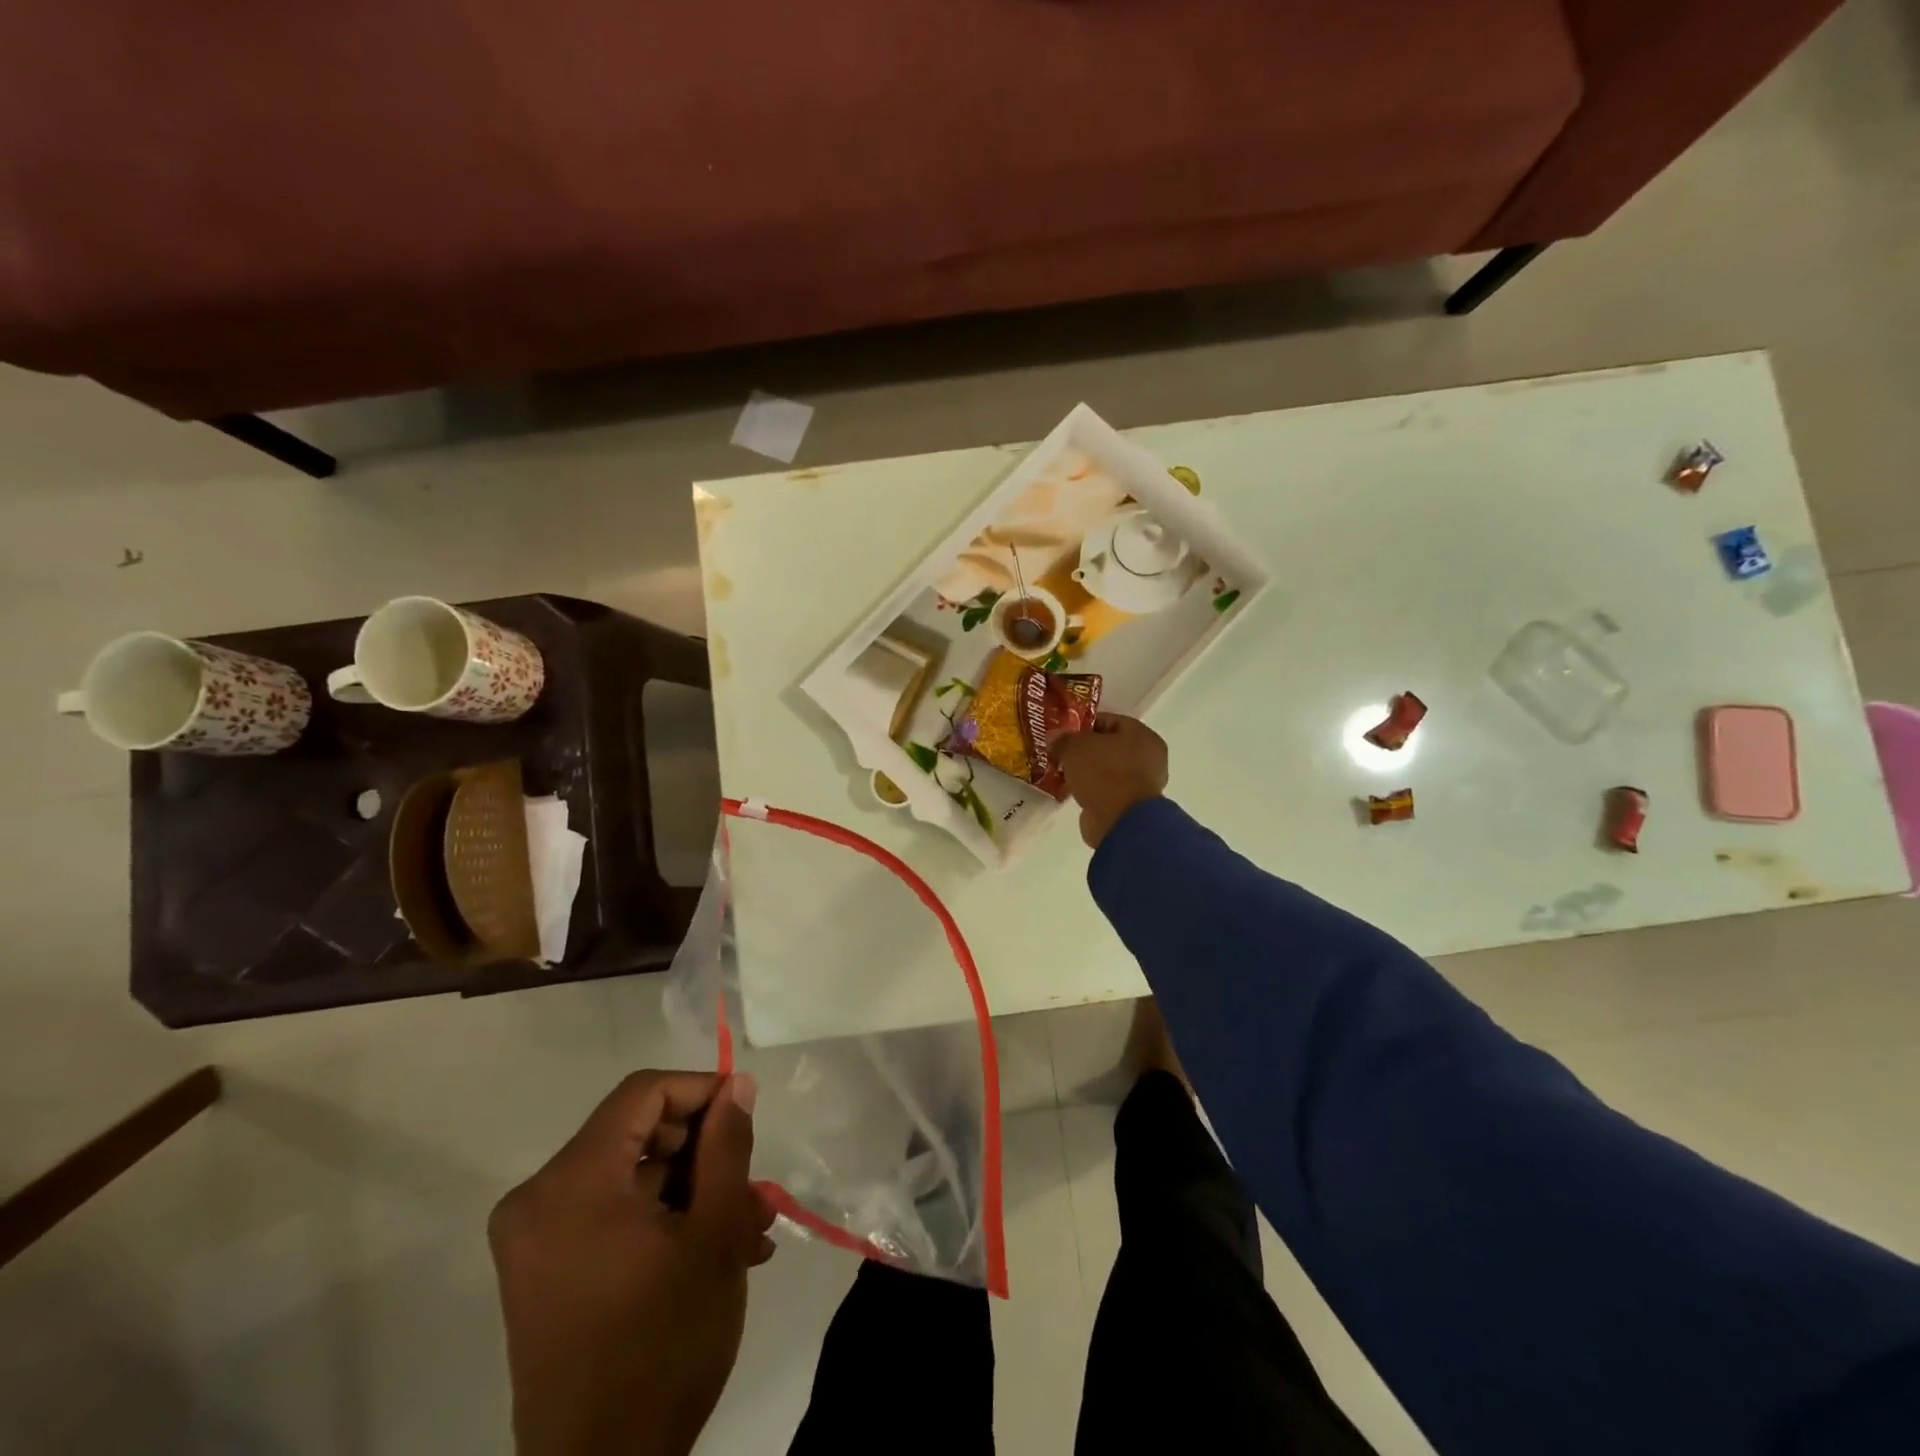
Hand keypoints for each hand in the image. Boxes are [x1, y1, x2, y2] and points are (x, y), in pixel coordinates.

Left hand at [489, 1071, 773, 1455]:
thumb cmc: (663, 1344)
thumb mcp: (714, 1234)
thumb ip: (727, 1146)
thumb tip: (737, 1084)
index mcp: (570, 1182)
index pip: (643, 1093)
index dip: (701, 1091)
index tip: (746, 1114)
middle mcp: (538, 1199)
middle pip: (636, 1133)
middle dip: (702, 1150)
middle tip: (752, 1180)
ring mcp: (535, 1239)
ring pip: (630, 1175)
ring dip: (692, 1189)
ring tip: (748, 1223)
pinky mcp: (543, 1272)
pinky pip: (611, 1213)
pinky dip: (661, 1218)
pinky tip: (713, 1248)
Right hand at [1052, 714, 1168, 848]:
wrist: (1119, 821)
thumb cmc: (1103, 773)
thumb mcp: (1074, 747)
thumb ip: (1063, 739)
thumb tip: (1055, 738)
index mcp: (1142, 734)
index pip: (1109, 720)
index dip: (1083, 725)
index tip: (1063, 734)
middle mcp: (1149, 757)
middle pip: (1109, 746)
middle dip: (1085, 751)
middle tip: (1061, 754)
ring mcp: (1143, 783)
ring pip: (1108, 770)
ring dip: (1088, 772)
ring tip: (1064, 774)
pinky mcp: (1132, 806)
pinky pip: (1108, 790)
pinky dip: (1093, 791)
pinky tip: (1075, 792)